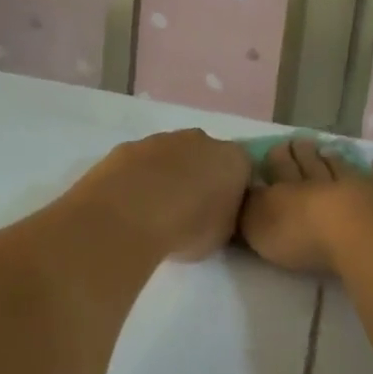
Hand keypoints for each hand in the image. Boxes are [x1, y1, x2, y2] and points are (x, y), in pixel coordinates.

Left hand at [61, 130, 251, 262]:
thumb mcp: (223, 234)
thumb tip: (219, 212)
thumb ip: (226, 216)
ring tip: (156, 211)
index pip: (242, 170)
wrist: (130, 214)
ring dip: (168, 176)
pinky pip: (142, 162)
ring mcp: (162, 139)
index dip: (233, 191)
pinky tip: (131, 203)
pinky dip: (140, 178)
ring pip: (172, 156)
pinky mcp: (129, 146)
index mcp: (233, 159)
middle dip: (200, 177)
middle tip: (189, 210)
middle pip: (206, 156)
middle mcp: (201, 140)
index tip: (222, 213)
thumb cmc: (188, 227)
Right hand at [241, 137, 372, 275]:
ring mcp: (359, 188)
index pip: (280, 170)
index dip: (277, 159)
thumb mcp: (259, 226)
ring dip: (335, 159)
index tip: (277, 145)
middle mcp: (323, 183)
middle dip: (304, 154)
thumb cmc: (303, 235)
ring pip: (343, 169)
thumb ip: (249, 209)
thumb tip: (242, 191)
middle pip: (311, 165)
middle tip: (301, 140)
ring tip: (329, 149)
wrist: (361, 235)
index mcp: (289, 191)